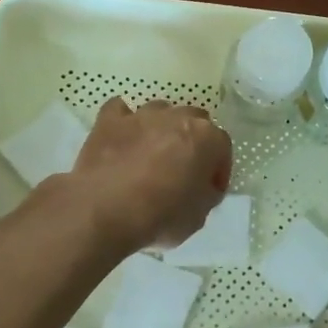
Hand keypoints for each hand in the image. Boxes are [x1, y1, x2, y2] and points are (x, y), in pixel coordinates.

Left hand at [69, 97, 231, 251]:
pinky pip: (120, 111)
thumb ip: (206, 194)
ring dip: (161, 129)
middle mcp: (178, 118)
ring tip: (151, 154)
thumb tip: (202, 187)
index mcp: (207, 138)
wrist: (104, 210)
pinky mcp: (109, 121)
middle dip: (193, 142)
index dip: (218, 170)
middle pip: (195, 121)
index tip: (209, 190)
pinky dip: (124, 121)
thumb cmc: (161, 215)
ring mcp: (142, 116)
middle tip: (183, 168)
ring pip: (160, 111)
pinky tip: (122, 138)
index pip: (223, 148)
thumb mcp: (199, 216)